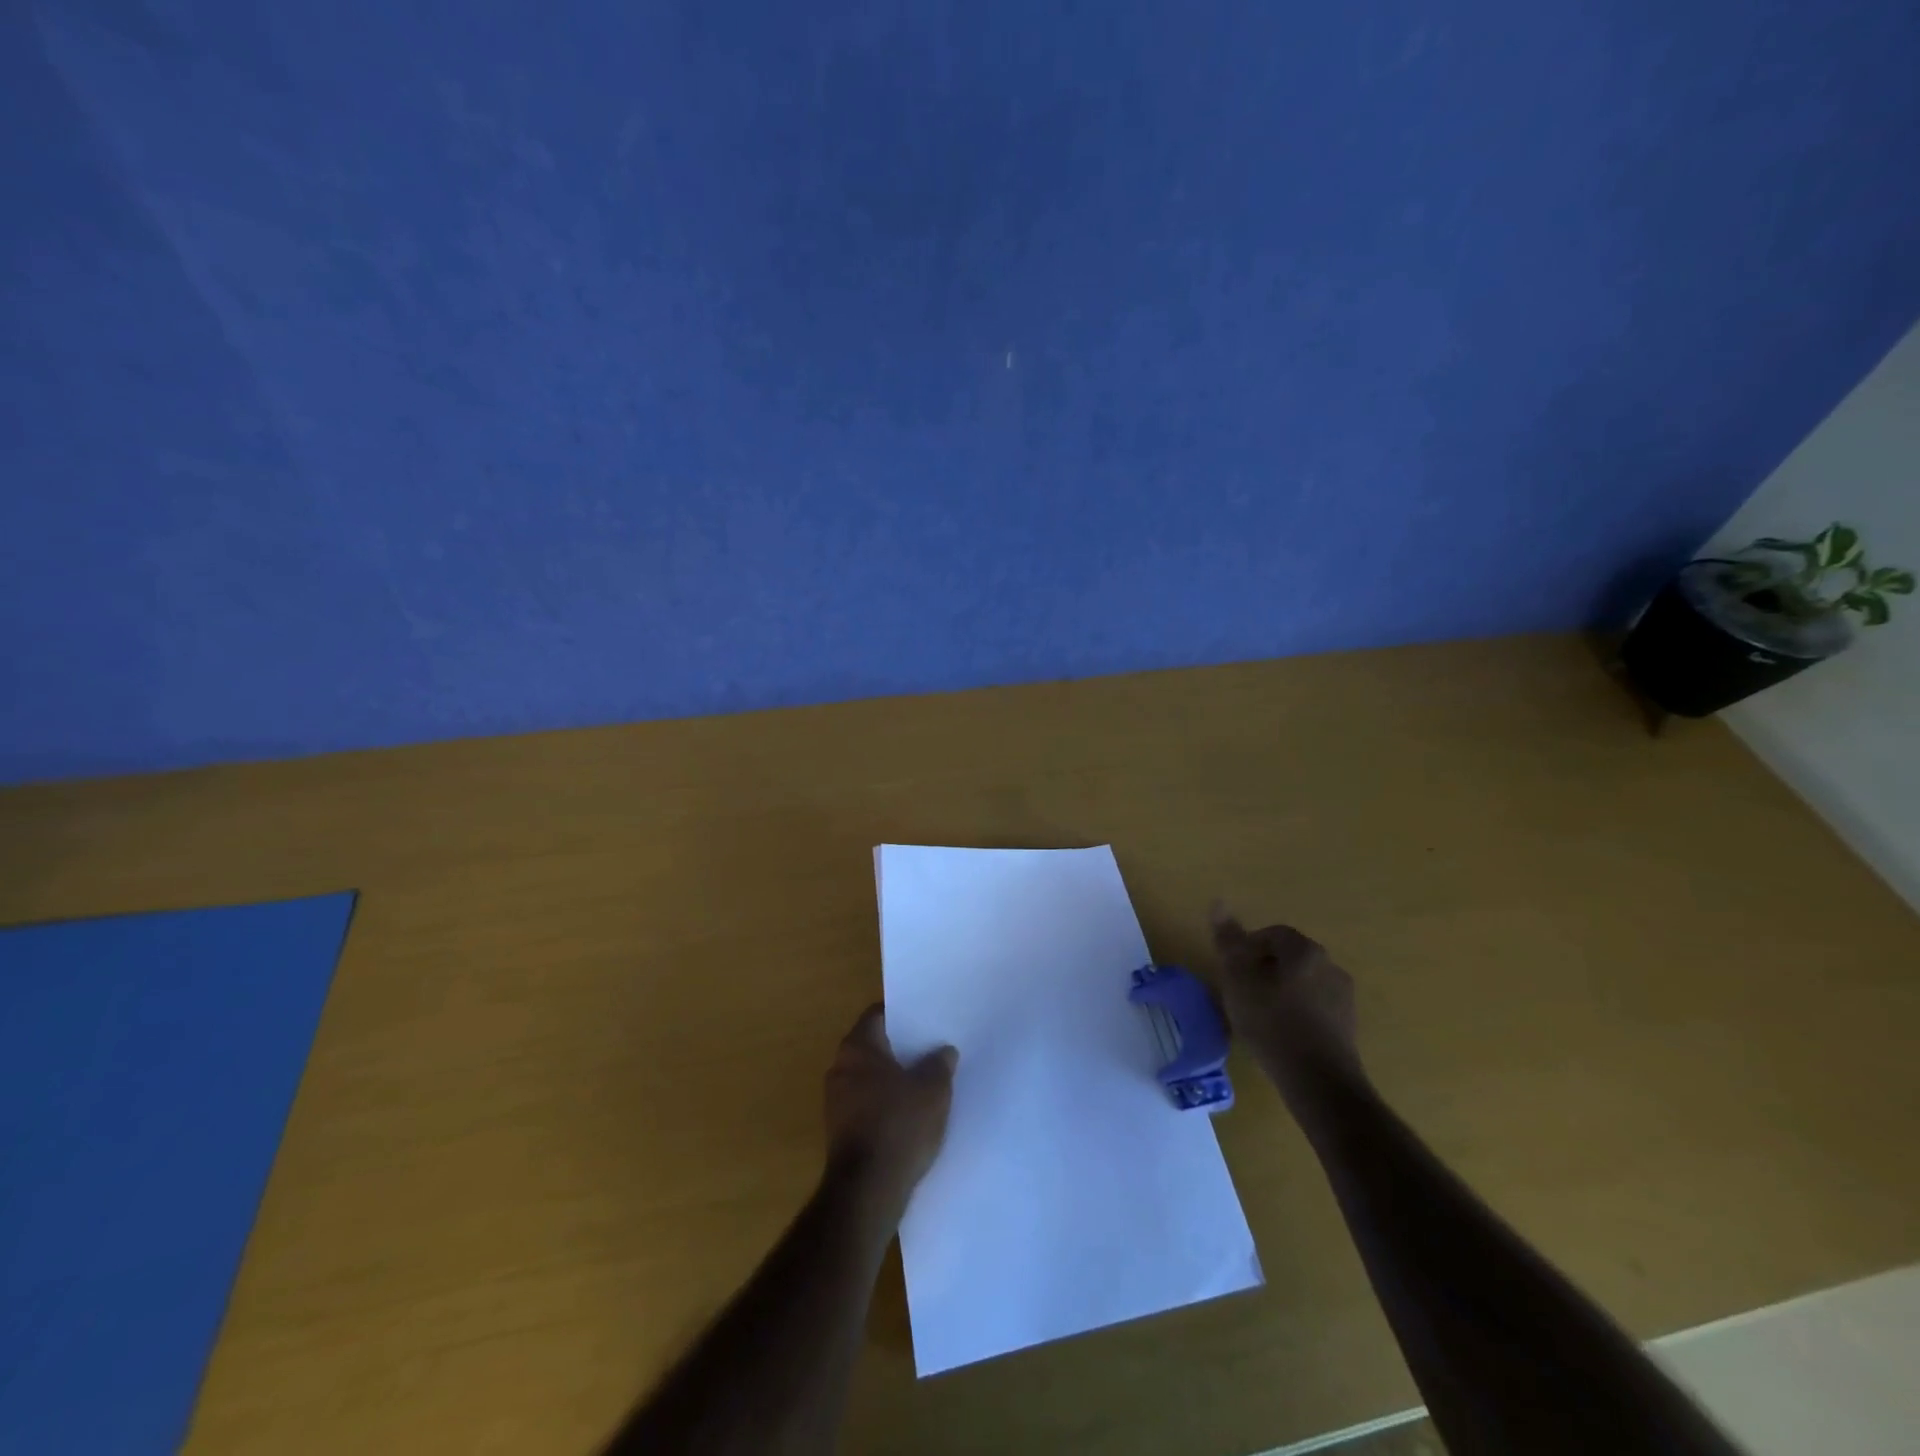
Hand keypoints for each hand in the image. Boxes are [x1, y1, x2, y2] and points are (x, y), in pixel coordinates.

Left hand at [822, 1005, 957, 1220]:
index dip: (902, 1015)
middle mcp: (840, 1067)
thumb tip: (944, 1051)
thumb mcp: (933, 1090)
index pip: (878, 1015)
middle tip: (930, 1049)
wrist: (867, 1190)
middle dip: (900, 1048)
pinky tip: (910, 1114)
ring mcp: (835, 1100)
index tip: (925, 1020)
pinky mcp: (839, 1130)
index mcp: (857, 1047)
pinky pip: (866, 1103)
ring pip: (869, 1077)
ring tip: (925, 1082)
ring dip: (892, 1078)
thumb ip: (940, 1064)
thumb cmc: (900, 1125)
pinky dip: (885, 1103)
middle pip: (873, 1046)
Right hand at [1210, 906, 1364, 1112]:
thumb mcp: (1238, 979)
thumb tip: (1218, 902)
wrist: (1319, 1081)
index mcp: (1305, 950)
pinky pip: (1315, 1008)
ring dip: (1281, 992)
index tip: (1233, 972)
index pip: (1273, 934)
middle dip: (1264, 969)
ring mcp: (1344, 998)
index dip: (1248, 948)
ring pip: (1303, 983)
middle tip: (1242, 993)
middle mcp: (1330, 966)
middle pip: (1289, 957)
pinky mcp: (1348, 1027)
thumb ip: (1228, 942)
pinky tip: (1281, 1035)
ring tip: (1259, 1016)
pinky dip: (1297, 1014)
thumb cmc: (1272, 1022)